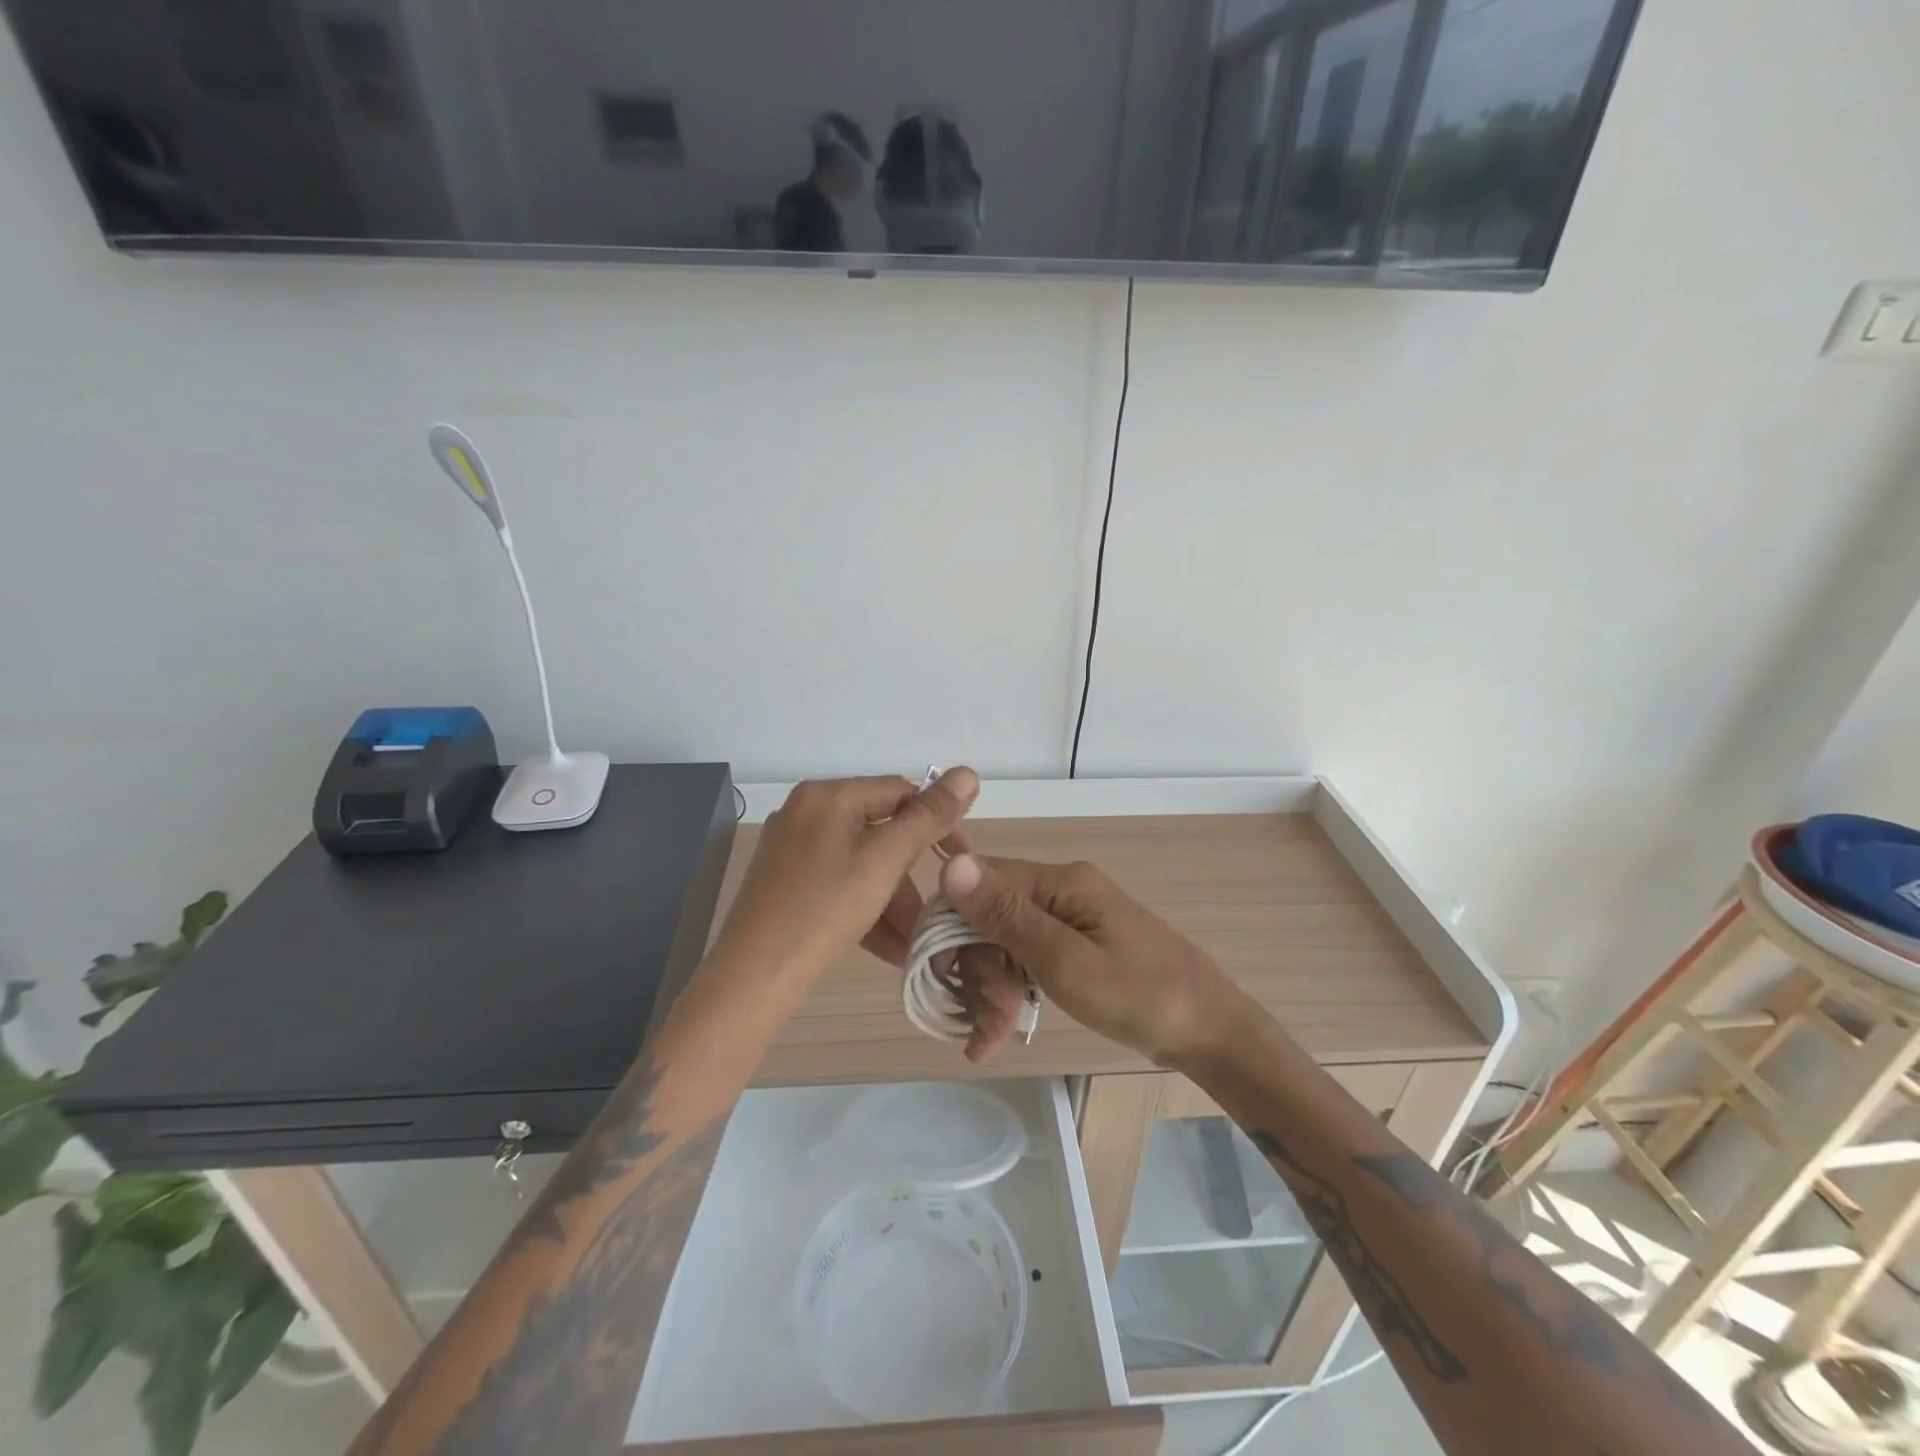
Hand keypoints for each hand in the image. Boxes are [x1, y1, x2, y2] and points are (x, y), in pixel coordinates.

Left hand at [712, 771, 978, 985]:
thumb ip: (929, 816)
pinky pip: (838, 884)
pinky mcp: (785, 882)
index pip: (900, 792)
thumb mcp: (885, 860)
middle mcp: (806, 812)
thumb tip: (968, 772)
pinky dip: (865, 908)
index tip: (960, 861)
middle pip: (880, 831)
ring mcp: (791, 848)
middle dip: (911, 875)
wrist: (753, 977)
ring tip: (912, 942)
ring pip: (861, 863)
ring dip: (892, 900)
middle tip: (934, 911)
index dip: (937, 822)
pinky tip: (887, 947)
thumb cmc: (825, 909)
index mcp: (828, 795)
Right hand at [937, 853, 1252, 1067]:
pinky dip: (1014, 990)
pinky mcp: (1079, 942)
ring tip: (989, 1040)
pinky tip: (1001, 1029)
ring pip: (1007, 941)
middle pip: (992, 916)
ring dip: (993, 988)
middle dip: (980, 970)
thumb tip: (951, 865)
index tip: (944, 977)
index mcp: (1060, 881)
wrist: (1210, 1029)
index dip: (954, 928)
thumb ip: (1006, 916)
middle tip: (984, 1025)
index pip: (980, 883)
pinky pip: (1030, 956)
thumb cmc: (1139, 996)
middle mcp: (1062, 889)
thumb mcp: (1065, 961)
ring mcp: (1072, 916)